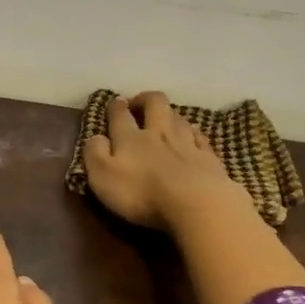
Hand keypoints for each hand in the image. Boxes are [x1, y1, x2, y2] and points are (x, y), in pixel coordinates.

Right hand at [85, 92, 251, 231]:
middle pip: (154, 103)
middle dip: (145, 99)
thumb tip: (96, 137)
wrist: (197, 204)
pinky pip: (200, 138)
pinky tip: (192, 138)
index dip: (116, 107)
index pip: (120, 114)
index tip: (115, 103)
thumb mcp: (103, 177)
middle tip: (139, 103)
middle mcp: (159, 133)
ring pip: (178, 118)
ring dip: (169, 114)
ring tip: (164, 120)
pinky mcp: (209, 158)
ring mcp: (187, 143)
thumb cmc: (142, 194)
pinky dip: (193, 134)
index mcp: (130, 138)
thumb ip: (95, 154)